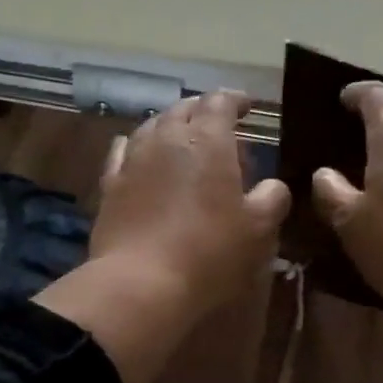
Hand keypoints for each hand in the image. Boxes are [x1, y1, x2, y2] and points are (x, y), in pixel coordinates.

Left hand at [90, 91, 289, 311]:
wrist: (140, 282)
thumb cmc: (209, 252)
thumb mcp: (258, 229)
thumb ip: (272, 198)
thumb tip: (273, 186)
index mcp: (207, 139)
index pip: (220, 101)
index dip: (235, 100)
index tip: (247, 106)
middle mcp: (167, 137)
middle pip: (184, 108)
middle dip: (203, 111)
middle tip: (219, 127)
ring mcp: (133, 159)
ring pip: (152, 126)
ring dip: (171, 126)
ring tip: (183, 140)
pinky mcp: (110, 184)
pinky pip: (124, 151)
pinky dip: (138, 147)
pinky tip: (140, 155)